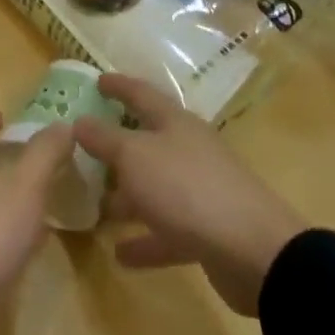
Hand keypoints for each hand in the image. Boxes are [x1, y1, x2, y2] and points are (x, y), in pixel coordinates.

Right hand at [75, 74, 305, 316]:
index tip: (96, 80)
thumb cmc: (187, 188)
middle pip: (146, 142)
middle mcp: (187, 151)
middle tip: (84, 149)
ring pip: (154, 187)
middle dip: (116, 146)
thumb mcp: (134, 156)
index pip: (140, 93)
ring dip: (126, 197)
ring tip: (94, 205)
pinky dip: (144, 240)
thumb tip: (79, 121)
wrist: (255, 253)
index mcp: (174, 123)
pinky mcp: (207, 233)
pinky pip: (166, 231)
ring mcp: (199, 192)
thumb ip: (104, 138)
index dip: (118, 85)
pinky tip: (120, 254)